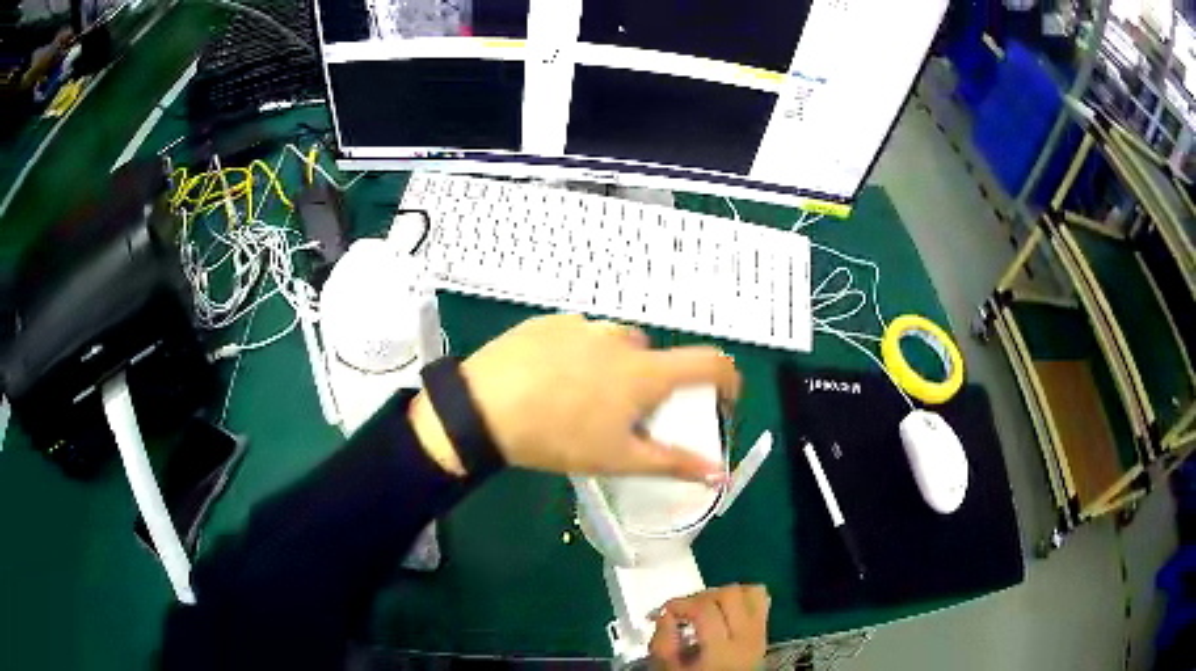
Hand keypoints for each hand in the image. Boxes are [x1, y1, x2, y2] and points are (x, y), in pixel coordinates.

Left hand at [410, 314, 738, 479]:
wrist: (482, 407)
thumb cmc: (559, 437)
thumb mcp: (618, 458)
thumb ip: (674, 464)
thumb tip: (719, 474)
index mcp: (645, 371)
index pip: (709, 363)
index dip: (727, 379)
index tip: (721, 401)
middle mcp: (621, 339)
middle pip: (657, 358)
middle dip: (654, 386)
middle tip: (628, 416)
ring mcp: (583, 325)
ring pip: (617, 346)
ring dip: (616, 369)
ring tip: (584, 400)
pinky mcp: (550, 321)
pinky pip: (581, 336)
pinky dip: (581, 355)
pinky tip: (553, 380)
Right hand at [649, 585, 769, 670]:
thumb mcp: (669, 669)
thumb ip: (663, 643)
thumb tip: (665, 614)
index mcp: (722, 651)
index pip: (705, 610)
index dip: (681, 603)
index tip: (664, 611)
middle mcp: (747, 637)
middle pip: (730, 595)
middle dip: (702, 596)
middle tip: (684, 610)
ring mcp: (760, 634)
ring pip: (751, 592)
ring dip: (724, 594)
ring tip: (705, 607)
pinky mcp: (764, 633)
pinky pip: (761, 602)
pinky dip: (743, 598)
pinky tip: (724, 610)